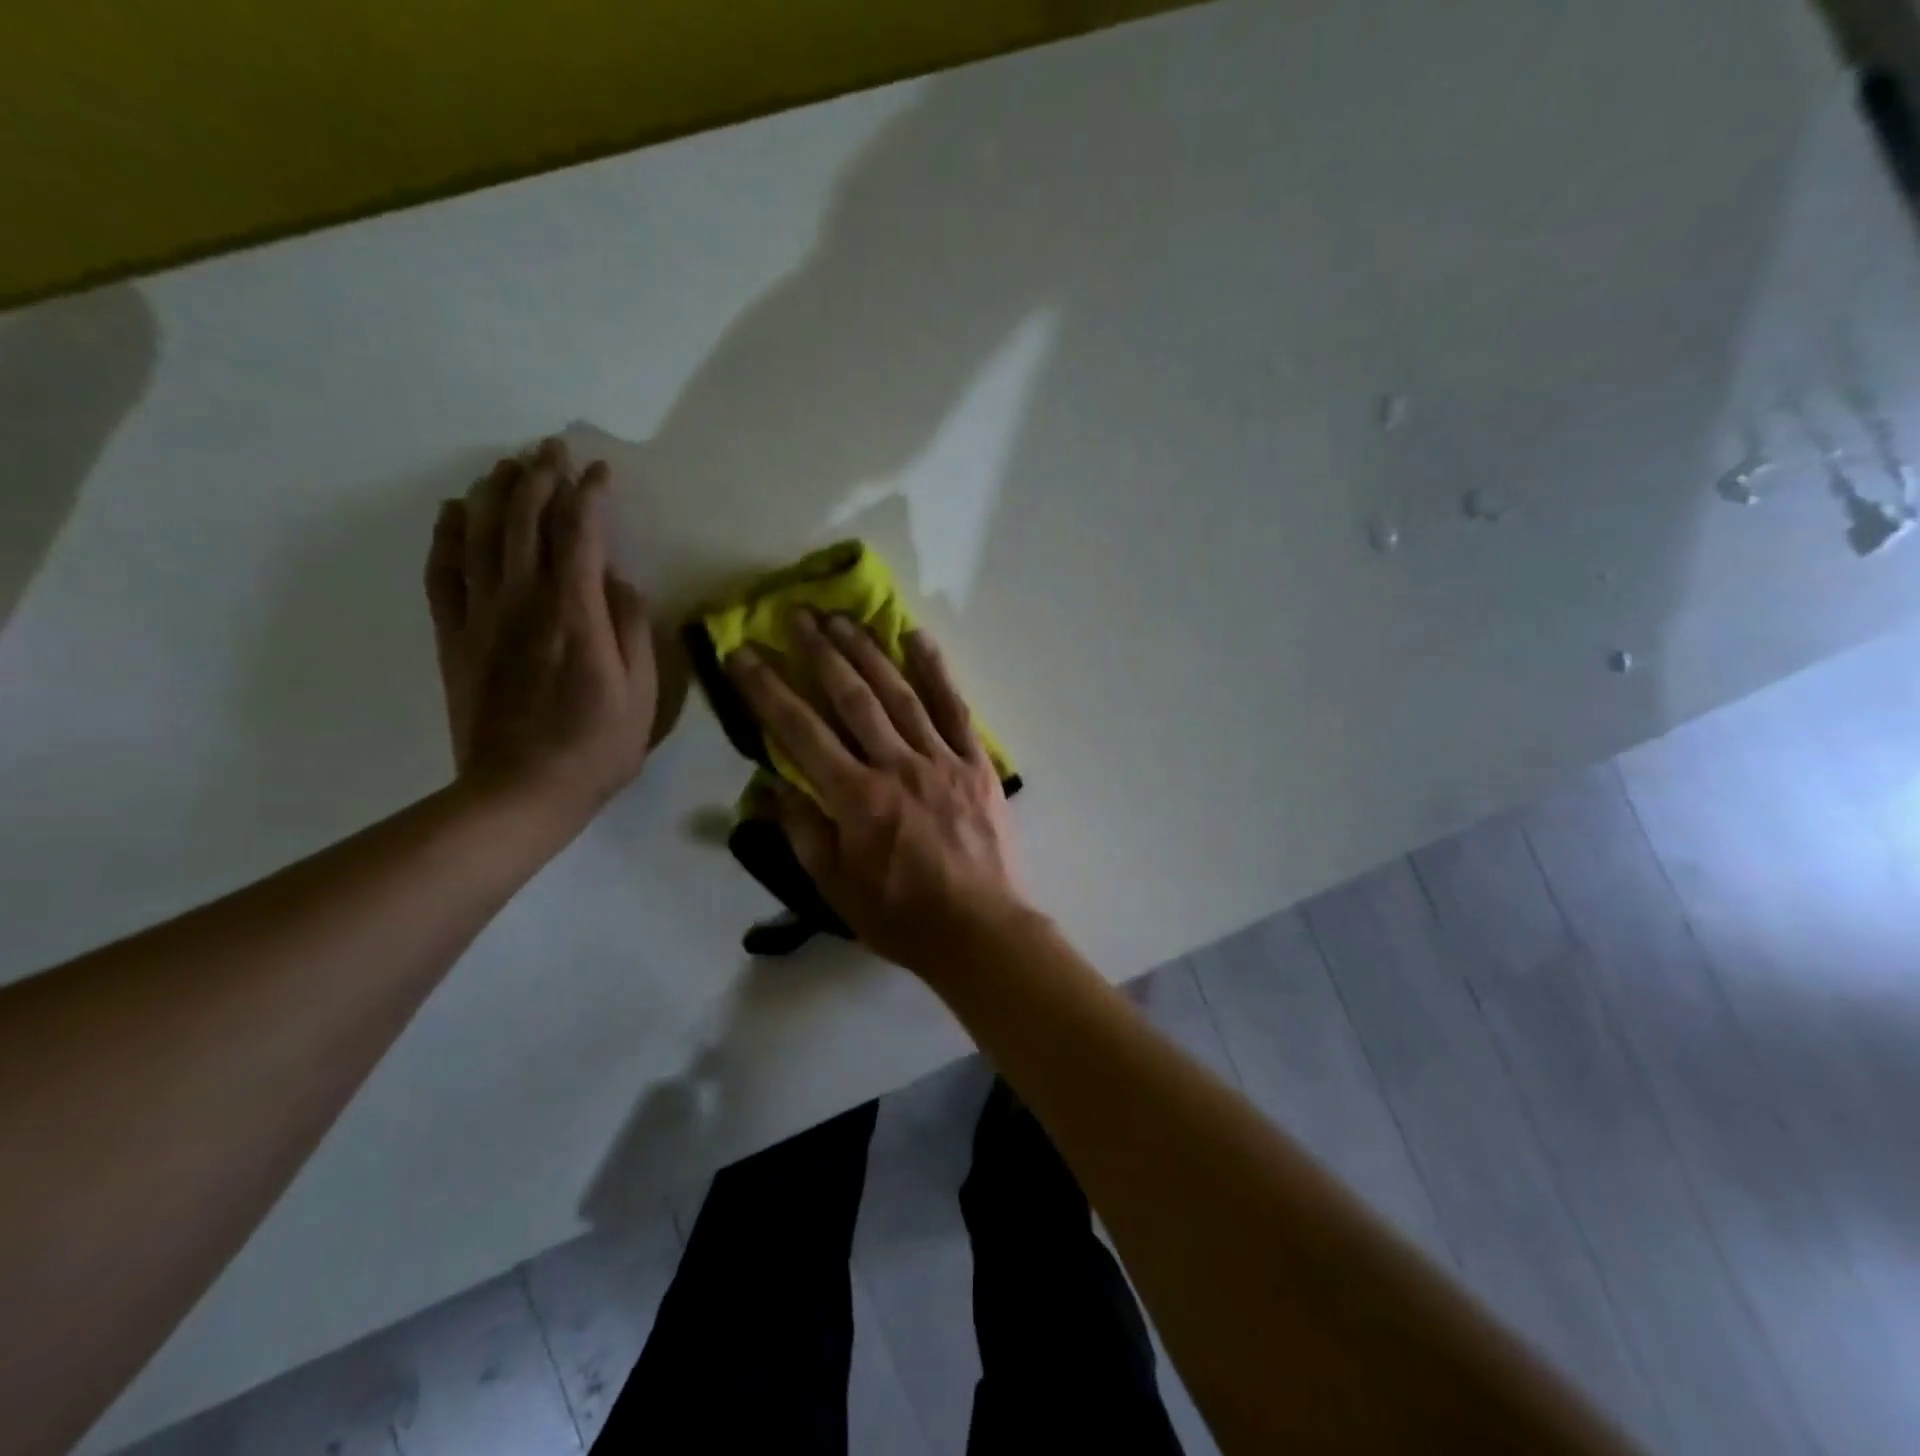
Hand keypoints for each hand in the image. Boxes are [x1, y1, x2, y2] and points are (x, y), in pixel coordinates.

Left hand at [424, 439, 657, 823]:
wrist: (520, 791)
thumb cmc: (597, 747)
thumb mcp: (642, 695)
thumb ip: (633, 630)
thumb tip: (620, 583)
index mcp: (576, 614)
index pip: (581, 534)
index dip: (590, 496)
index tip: (601, 472)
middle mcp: (524, 601)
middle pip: (526, 521)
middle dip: (539, 476)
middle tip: (550, 447)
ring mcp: (482, 617)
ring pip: (482, 535)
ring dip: (495, 493)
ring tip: (508, 465)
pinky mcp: (455, 637)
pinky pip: (444, 572)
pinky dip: (448, 534)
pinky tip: (455, 511)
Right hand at [726, 609, 1030, 977]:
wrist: (980, 930)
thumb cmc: (902, 916)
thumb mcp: (837, 888)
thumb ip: (802, 831)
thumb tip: (770, 786)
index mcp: (856, 799)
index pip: (801, 731)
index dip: (768, 689)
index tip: (745, 654)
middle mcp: (896, 766)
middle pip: (852, 698)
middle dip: (820, 652)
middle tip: (797, 614)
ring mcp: (941, 760)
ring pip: (899, 693)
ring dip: (868, 651)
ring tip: (842, 617)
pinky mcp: (975, 763)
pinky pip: (954, 708)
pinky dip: (936, 671)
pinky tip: (917, 638)